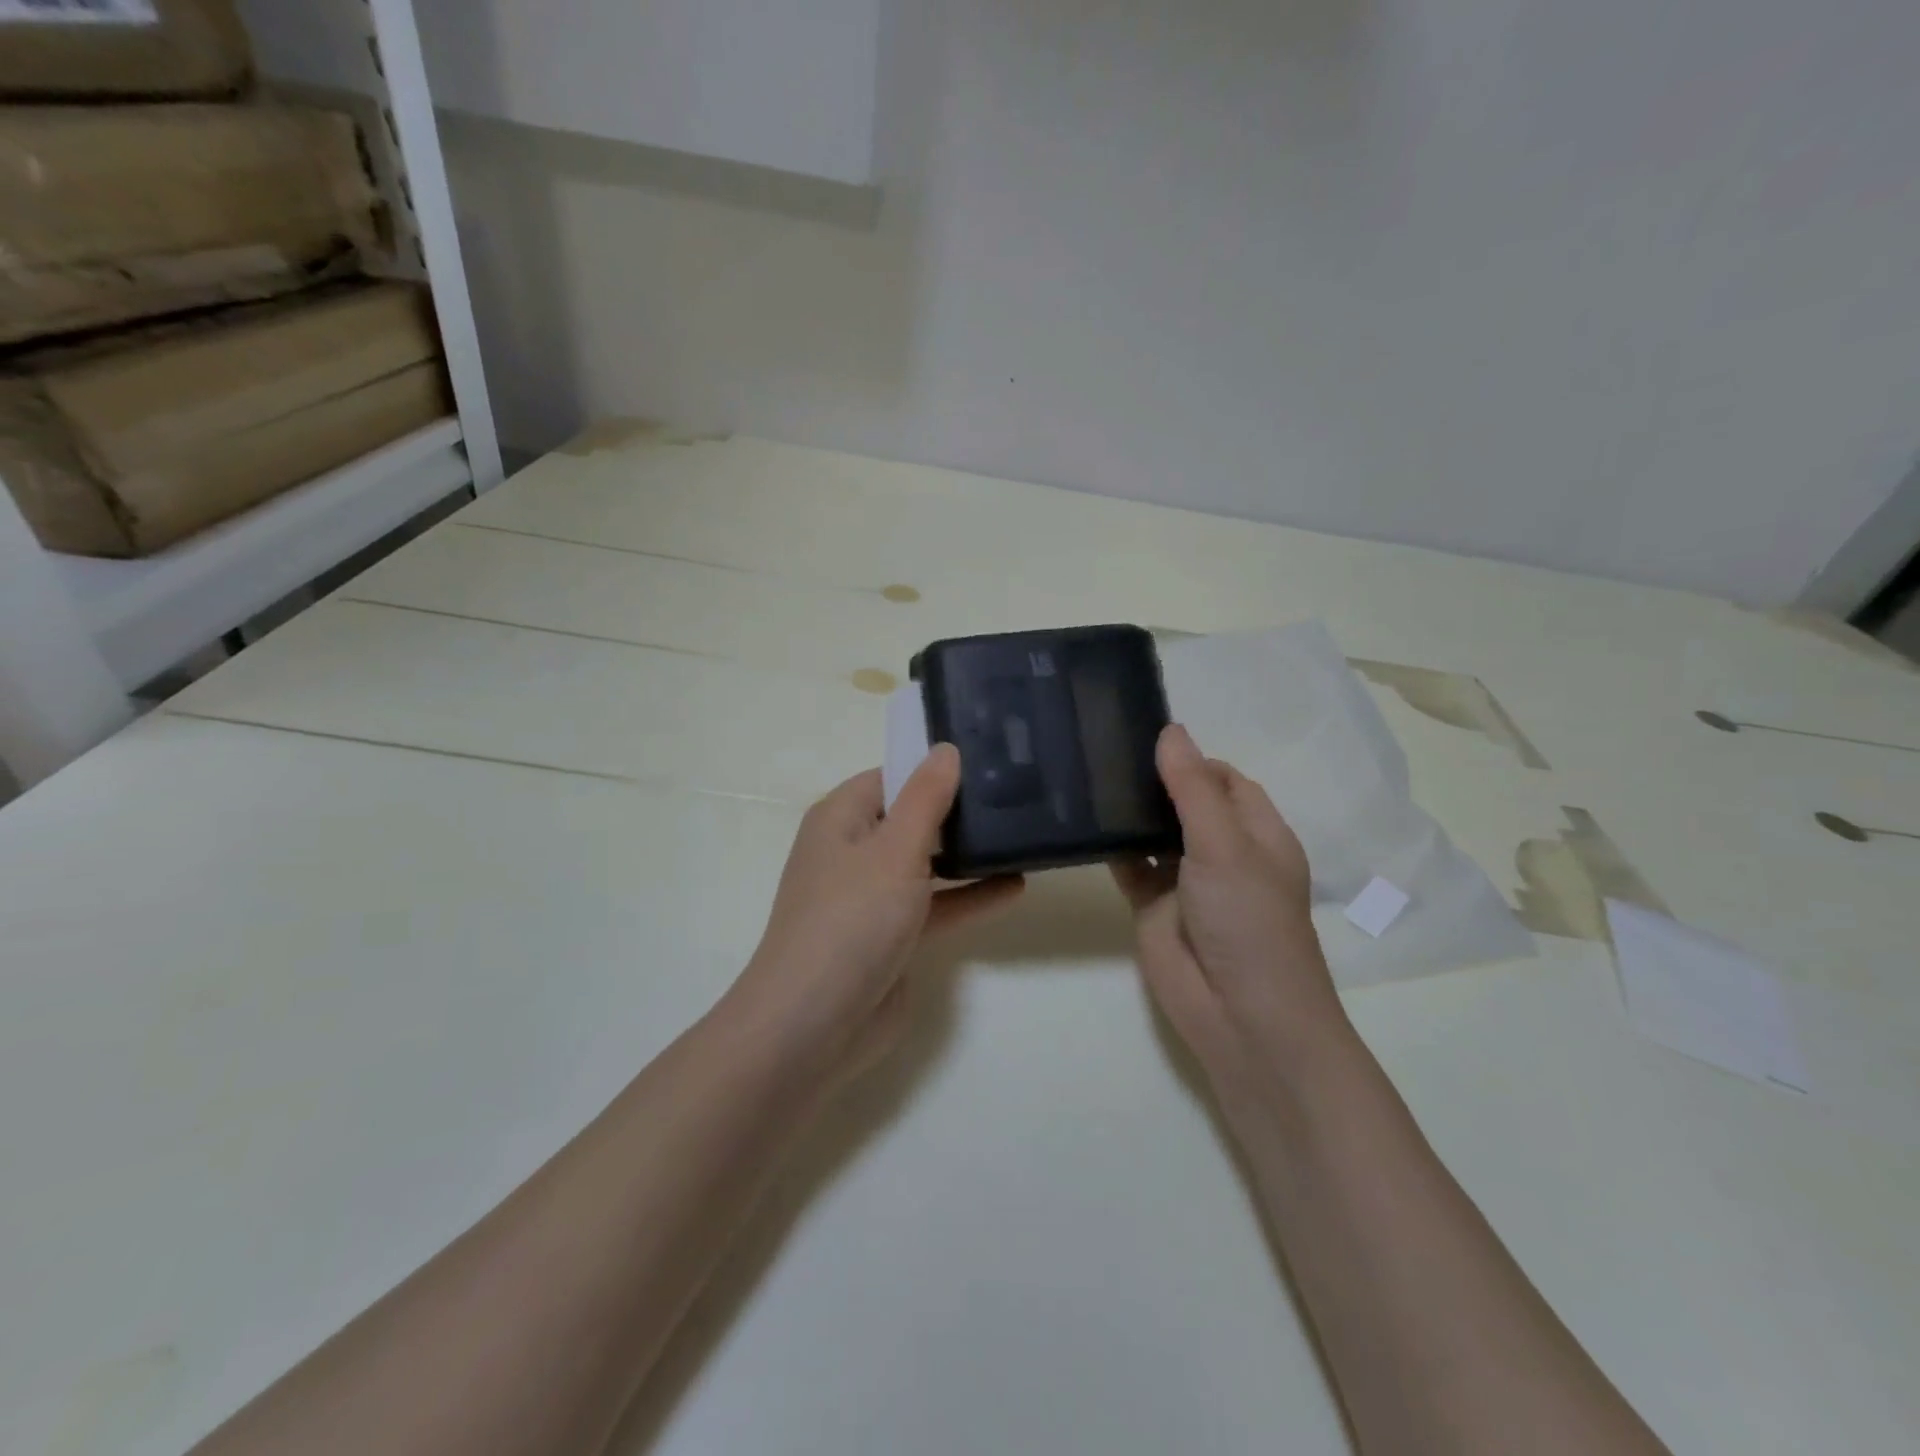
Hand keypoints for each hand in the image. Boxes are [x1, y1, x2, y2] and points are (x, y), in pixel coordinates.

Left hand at [729, 745, 1023, 1076]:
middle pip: (912, 817)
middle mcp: (854, 851)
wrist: (814, 1026)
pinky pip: (935, 905)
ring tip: (1022, 833)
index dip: (934, 766)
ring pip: (926, 862)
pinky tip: (1015, 886)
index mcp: (841, 818)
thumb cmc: (852, 919)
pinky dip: (969, 896)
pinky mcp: (892, 937)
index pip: (892, 776)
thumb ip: (927, 798)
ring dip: (968, 853)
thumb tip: (946, 749)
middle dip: (957, 809)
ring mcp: (872, 896)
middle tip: (1016, 790)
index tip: (987, 758)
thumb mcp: (895, 849)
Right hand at [1113, 725, 1348, 1082]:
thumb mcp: (1224, 845)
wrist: (1239, 1015)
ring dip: (1129, 811)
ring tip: (1085, 773)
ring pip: (1154, 833)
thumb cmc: (1248, 920)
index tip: (1142, 736)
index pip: (1223, 779)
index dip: (1190, 758)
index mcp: (1256, 832)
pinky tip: (1081, 822)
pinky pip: (1130, 866)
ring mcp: (1186, 880)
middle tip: (1101, 747)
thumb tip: (1171, 730)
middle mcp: (1223, 851)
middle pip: (1186, 802)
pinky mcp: (1154, 906)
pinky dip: (1111, 847)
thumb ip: (1192, 789)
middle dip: (1153, 780)